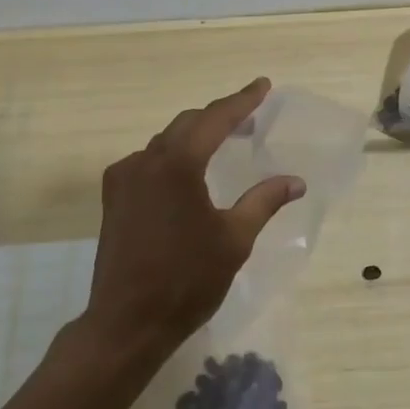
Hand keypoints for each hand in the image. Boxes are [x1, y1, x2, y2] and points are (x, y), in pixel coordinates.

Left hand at [81, 78, 304, 359]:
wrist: (127, 323)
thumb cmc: (186, 280)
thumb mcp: (234, 239)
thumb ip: (263, 201)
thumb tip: (296, 181)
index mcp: (178, 164)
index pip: (216, 119)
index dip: (242, 100)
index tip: (263, 85)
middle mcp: (146, 160)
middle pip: (188, 123)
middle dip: (220, 116)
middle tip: (250, 117)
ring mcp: (124, 178)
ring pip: (165, 141)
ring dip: (195, 135)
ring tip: (222, 141)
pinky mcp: (114, 197)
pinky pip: (147, 161)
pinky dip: (172, 156)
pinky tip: (186, 173)